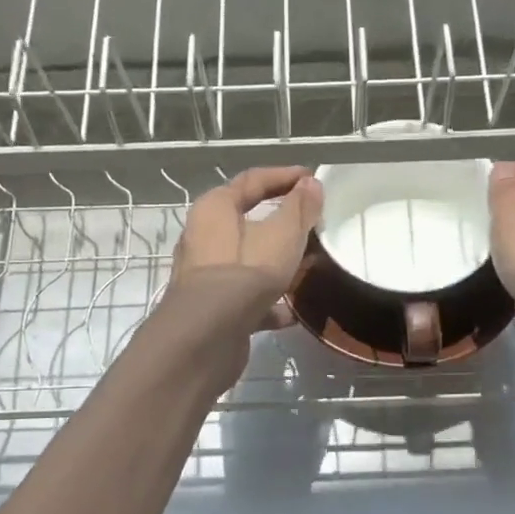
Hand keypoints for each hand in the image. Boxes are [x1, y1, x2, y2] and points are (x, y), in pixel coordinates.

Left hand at [164, 166, 323, 333]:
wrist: (208, 336)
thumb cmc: (246, 273)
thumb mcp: (282, 235)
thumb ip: (299, 209)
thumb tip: (311, 183)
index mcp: (214, 209)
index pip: (252, 180)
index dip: (284, 176)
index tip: (312, 178)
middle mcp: (202, 237)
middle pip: (247, 220)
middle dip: (280, 221)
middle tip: (311, 222)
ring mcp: (205, 275)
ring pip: (247, 260)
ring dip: (274, 262)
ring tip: (305, 266)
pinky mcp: (212, 308)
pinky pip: (245, 296)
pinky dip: (267, 301)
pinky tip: (290, 313)